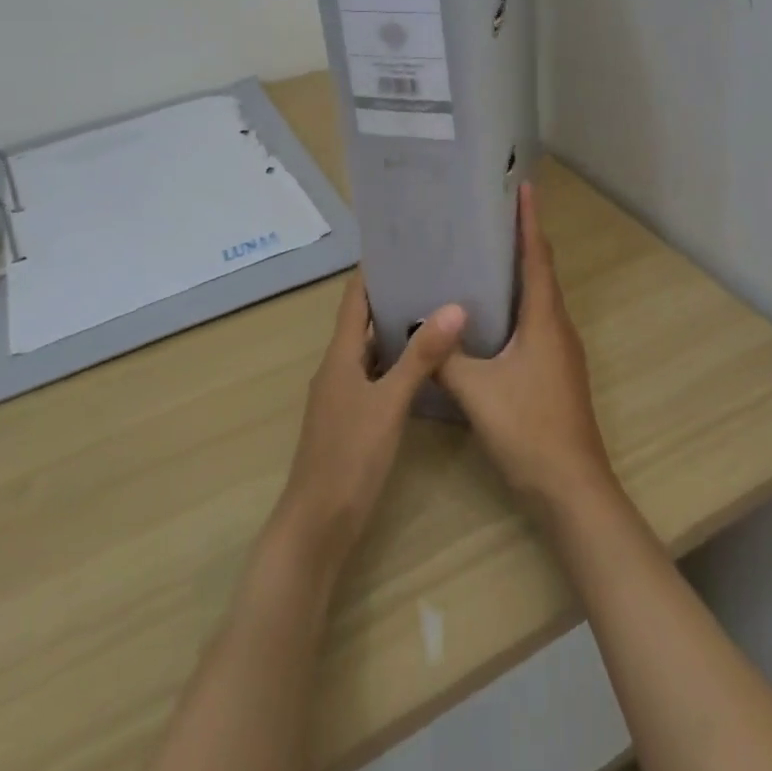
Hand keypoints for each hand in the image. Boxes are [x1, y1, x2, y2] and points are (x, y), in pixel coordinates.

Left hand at [271, 271, 465, 572]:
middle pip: (364, 321)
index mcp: (340, 356)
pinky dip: (397, 362)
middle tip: (434, 275)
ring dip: (397, 330)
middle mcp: (338, 368)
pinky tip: (426, 366)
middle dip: (394, 296)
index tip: (403, 244)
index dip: (374, 271)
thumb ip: (421, 357)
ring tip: (437, 310)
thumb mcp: (389, 403)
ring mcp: (343, 395)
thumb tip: (454, 306)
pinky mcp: (352, 418)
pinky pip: (376, 375)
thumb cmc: (349, 457)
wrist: (317, 526)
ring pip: (371, 350)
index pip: (355, 299)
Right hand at [438, 184, 617, 519]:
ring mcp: (561, 350)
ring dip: (519, 274)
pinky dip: (517, 305)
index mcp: (545, 319)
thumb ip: (446, 356)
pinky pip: (536, 322)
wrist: (571, 488)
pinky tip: (490, 316)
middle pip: (541, 272)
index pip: (537, 256)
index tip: (523, 187)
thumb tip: (418, 326)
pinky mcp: (556, 371)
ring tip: (484, 257)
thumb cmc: (528, 429)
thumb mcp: (477, 391)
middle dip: (521, 241)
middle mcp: (558, 326)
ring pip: (539, 299)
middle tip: (489, 217)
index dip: (530, 221)